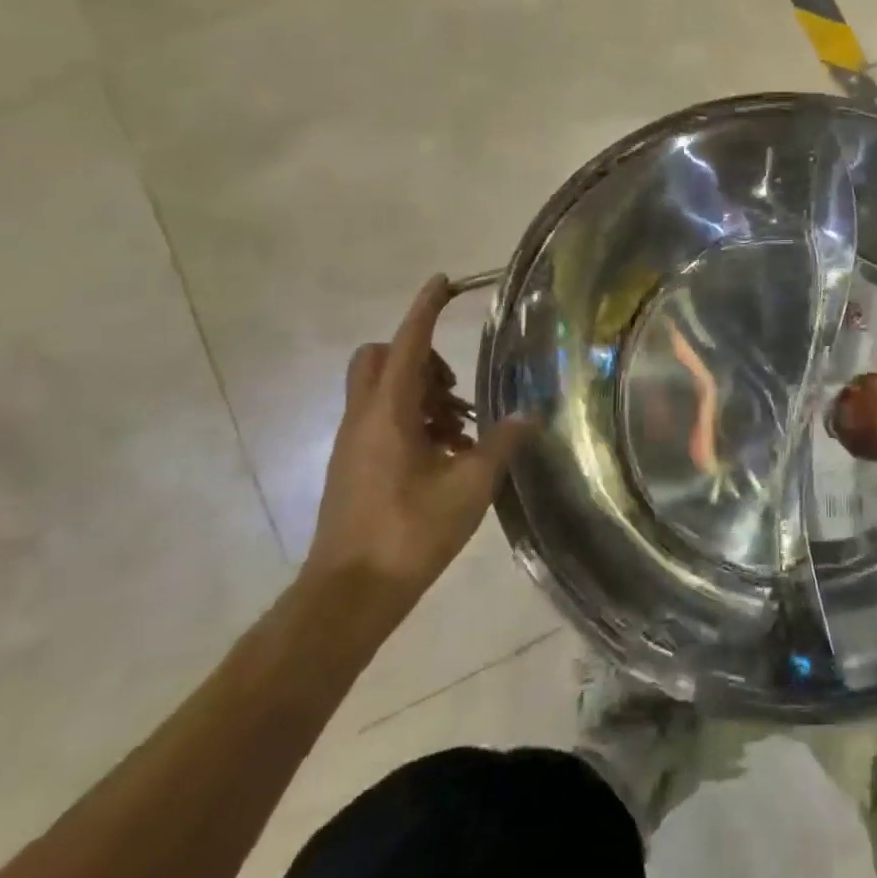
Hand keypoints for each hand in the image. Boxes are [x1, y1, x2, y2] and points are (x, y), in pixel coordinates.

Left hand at [302, 275, 529, 614]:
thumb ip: (501, 443)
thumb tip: (527, 415)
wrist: (349, 595)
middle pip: (382, 359)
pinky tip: (447, 456)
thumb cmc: (409, 533)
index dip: (426, 309)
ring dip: (423, 394)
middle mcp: (363, 418)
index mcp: (388, 413)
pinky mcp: (353, 466)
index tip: (444, 282)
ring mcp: (353, 443)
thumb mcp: (469, 485)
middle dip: (422, 357)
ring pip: (383, 391)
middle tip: (458, 387)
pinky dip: (414, 421)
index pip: (409, 344)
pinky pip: (381, 420)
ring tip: (463, 431)